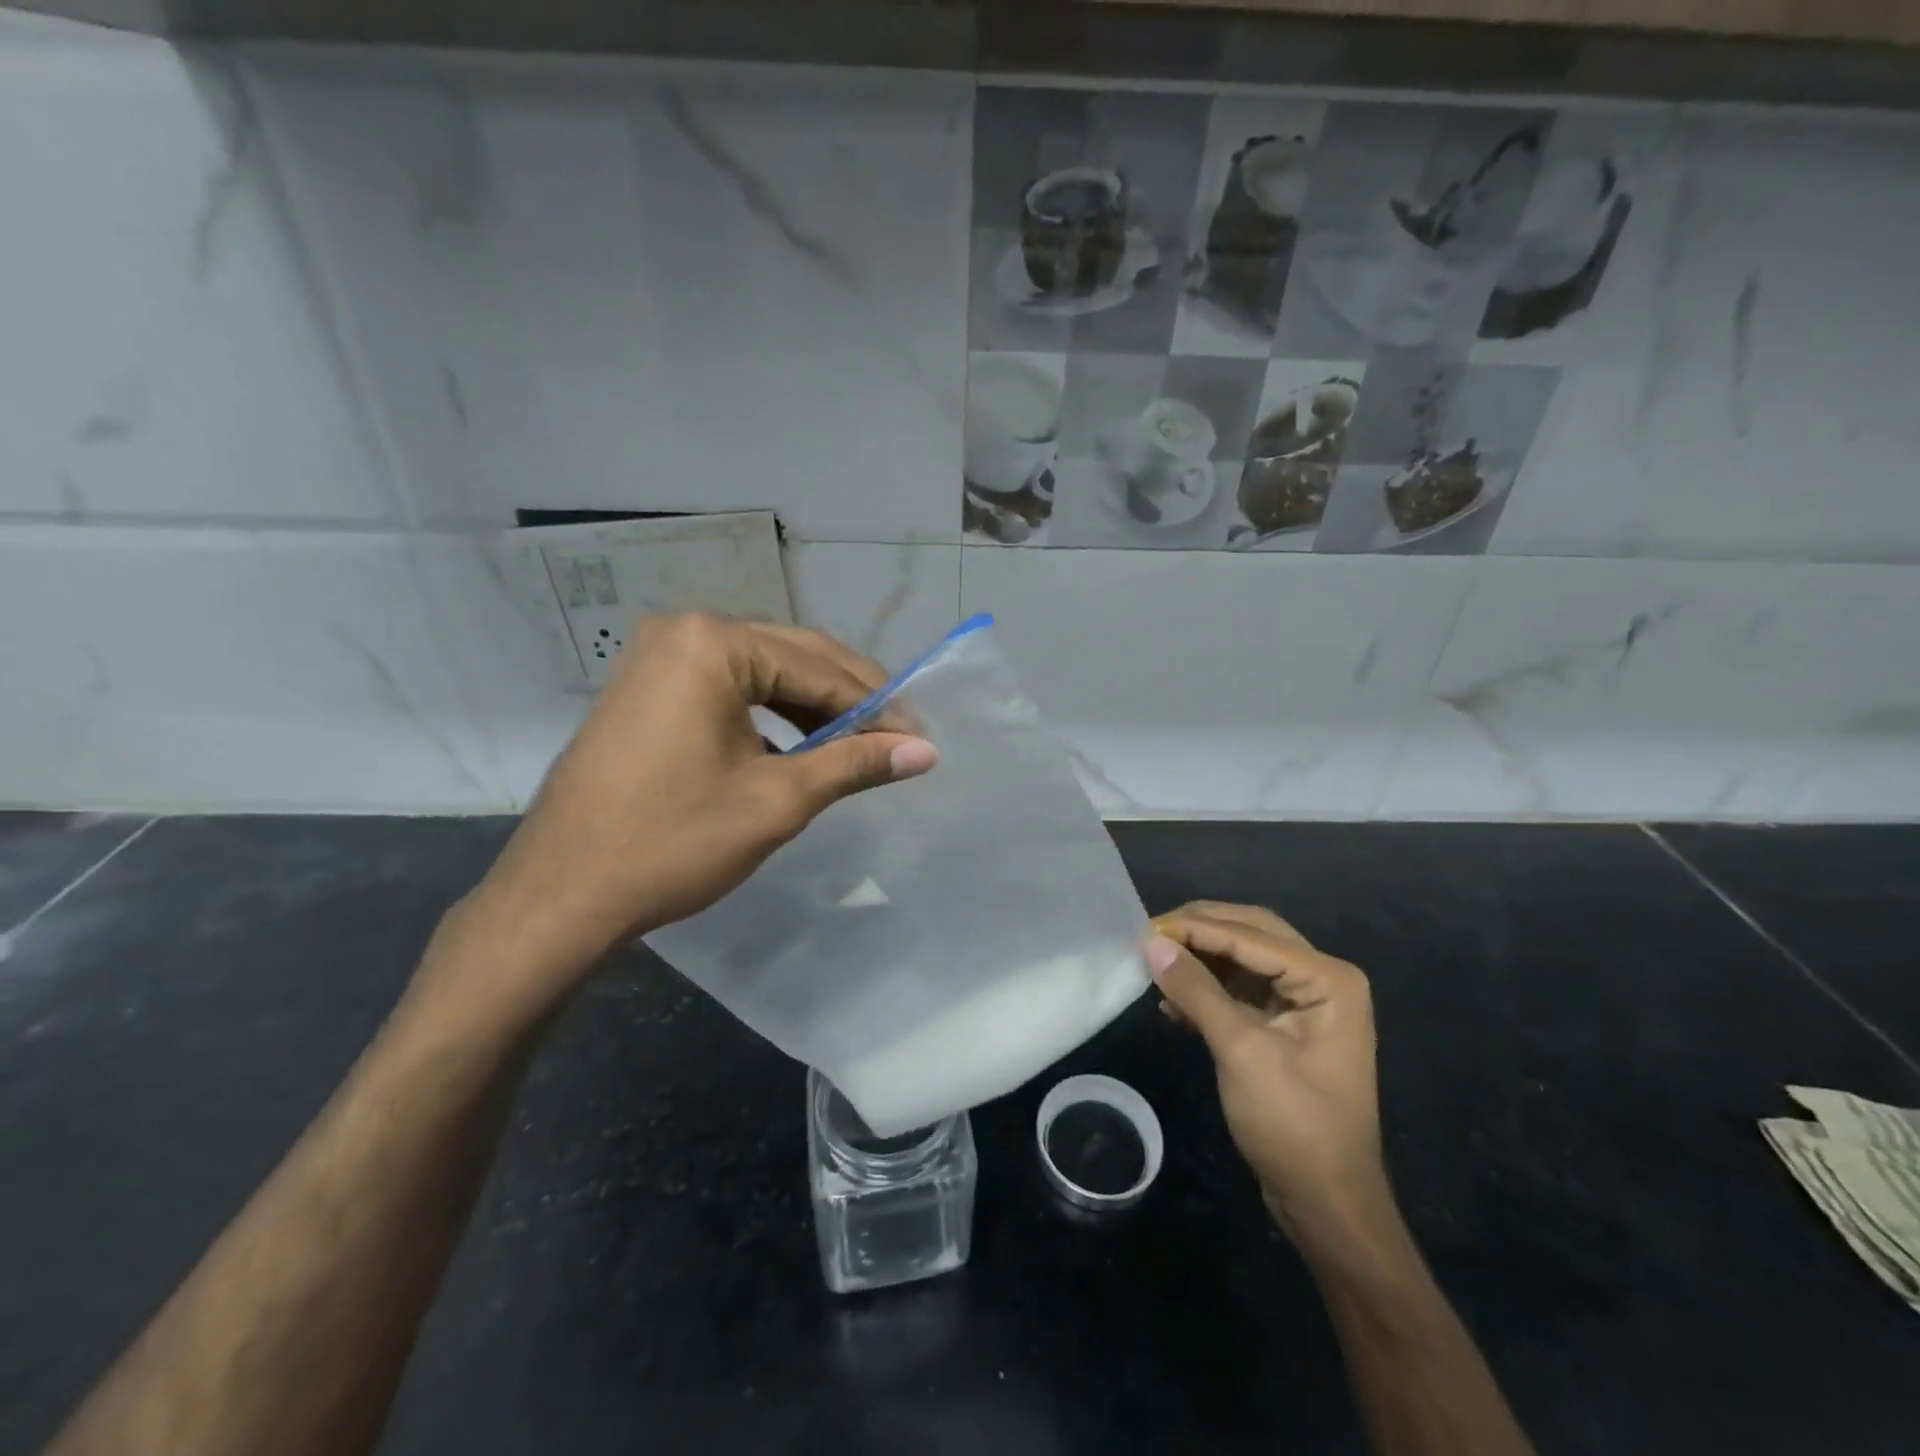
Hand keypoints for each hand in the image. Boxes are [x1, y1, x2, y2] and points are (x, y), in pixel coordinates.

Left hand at [445, 613, 935, 1002]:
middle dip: (849, 699)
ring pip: (763, 671)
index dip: (877, 706)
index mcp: (713, 643)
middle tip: (898, 740)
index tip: (919, 741)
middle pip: (793, 656)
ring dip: (813, 706)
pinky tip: (800, 746)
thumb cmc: (673, 842)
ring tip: (857, 746)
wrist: (561, 896)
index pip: (819, 668)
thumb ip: (854, 764)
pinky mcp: (648, 687)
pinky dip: (772, 714)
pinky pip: (729, 687)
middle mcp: (684, 630)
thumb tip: (925, 752)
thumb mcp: (777, 800)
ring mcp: (659, 657)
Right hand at [1147, 903, 1388, 1237]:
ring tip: (1156, 961)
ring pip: (1244, 959)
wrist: (1327, 1206)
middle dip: (1201, 930)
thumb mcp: (1241, 1052)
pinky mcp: (1285, 1028)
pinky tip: (1172, 1003)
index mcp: (1328, 979)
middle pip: (1251, 933)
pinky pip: (1241, 992)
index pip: (1251, 935)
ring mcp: (1306, 1004)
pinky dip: (1207, 991)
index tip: (1145, 928)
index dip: (1196, 928)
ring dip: (1201, 959)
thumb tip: (1151, 942)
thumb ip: (1197, 990)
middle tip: (1152, 933)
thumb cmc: (1294, 1126)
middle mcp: (1322, 980)